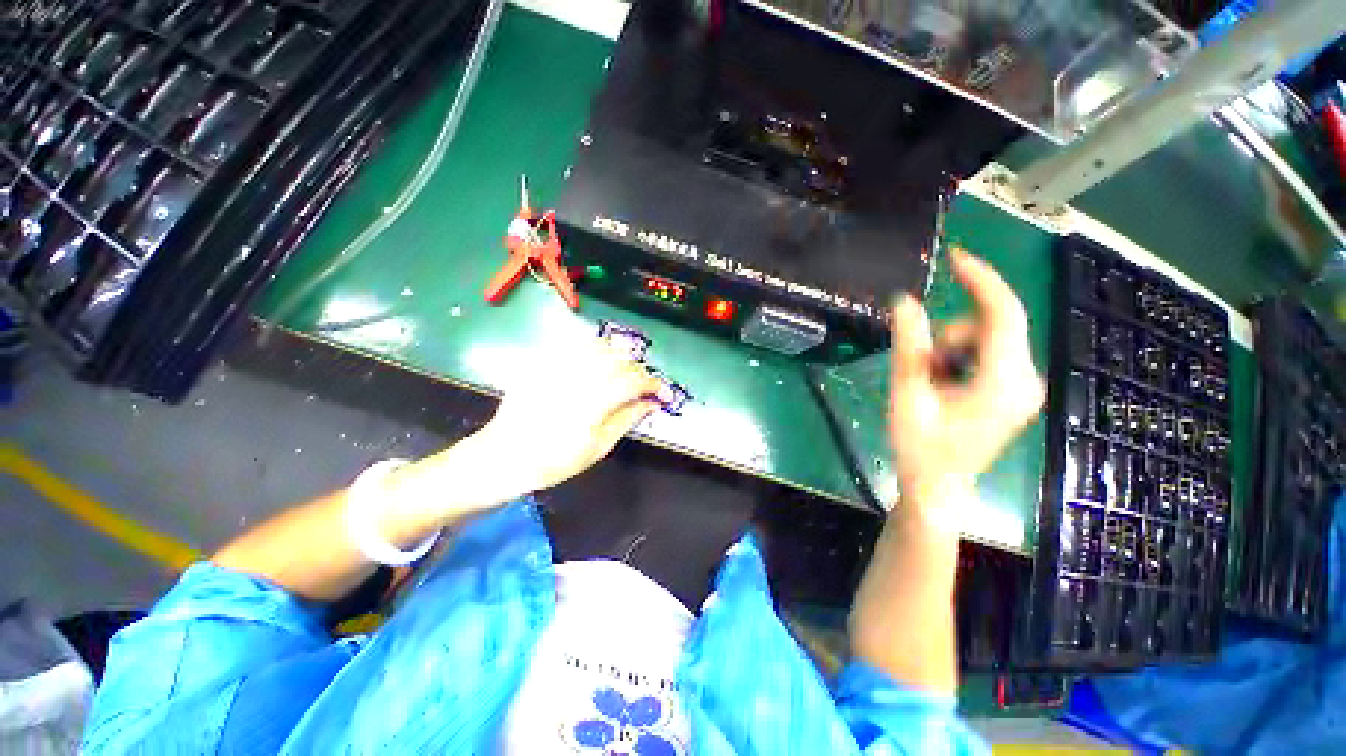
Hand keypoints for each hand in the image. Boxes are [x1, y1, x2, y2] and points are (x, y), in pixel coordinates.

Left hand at [469, 335, 665, 497]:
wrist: (504, 457)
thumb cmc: (554, 461)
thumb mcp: (597, 447)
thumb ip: (627, 419)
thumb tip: (653, 403)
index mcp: (592, 402)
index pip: (633, 381)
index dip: (654, 384)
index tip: (664, 393)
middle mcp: (577, 378)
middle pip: (619, 361)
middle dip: (639, 370)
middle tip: (645, 386)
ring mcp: (558, 367)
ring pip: (600, 347)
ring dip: (620, 357)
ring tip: (625, 372)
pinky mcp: (544, 363)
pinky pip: (576, 345)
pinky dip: (596, 349)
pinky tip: (601, 360)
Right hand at [890, 249, 1044, 518]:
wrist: (937, 486)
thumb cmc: (920, 447)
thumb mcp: (907, 394)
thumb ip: (908, 346)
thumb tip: (905, 302)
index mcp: (1004, 381)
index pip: (1003, 314)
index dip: (980, 279)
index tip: (955, 256)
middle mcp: (1024, 379)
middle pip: (990, 326)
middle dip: (949, 336)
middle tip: (921, 368)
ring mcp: (1021, 386)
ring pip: (985, 339)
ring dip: (949, 350)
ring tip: (929, 383)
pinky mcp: (1012, 391)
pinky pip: (986, 354)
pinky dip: (958, 360)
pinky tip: (943, 385)